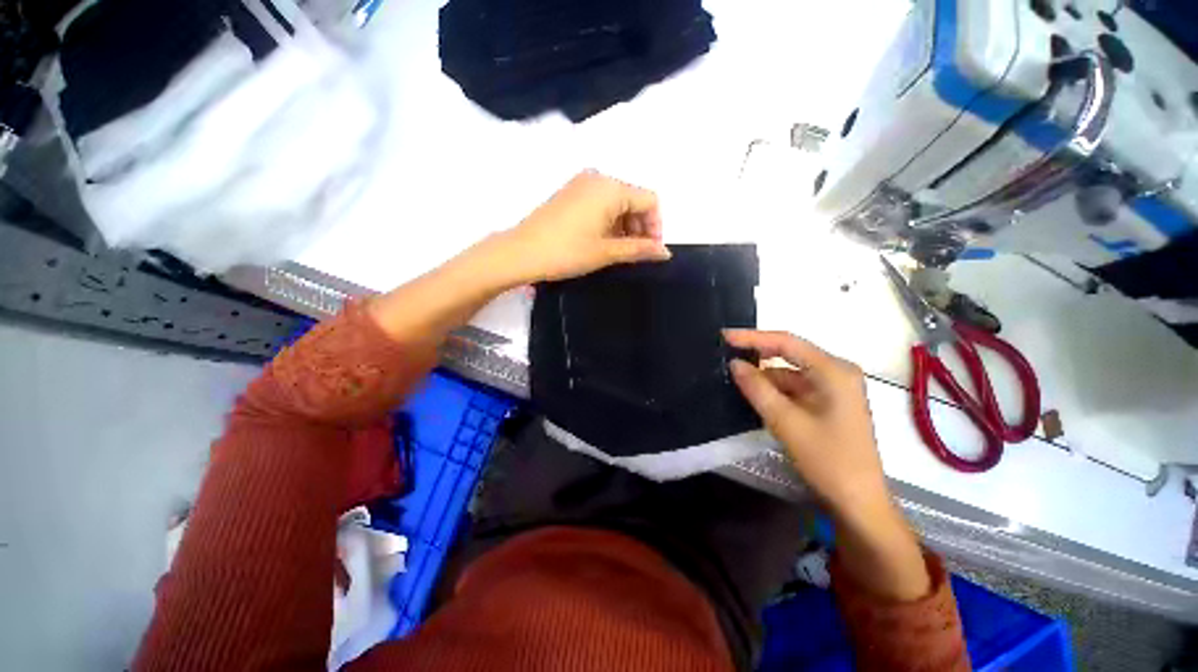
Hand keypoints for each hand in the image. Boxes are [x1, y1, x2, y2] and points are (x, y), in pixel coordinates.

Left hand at [504, 171, 671, 282]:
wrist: (521, 252)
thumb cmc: (567, 252)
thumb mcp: (606, 252)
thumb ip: (639, 249)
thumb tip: (665, 252)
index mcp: (611, 188)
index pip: (649, 200)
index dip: (656, 226)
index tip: (651, 251)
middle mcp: (598, 178)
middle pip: (634, 198)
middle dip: (641, 226)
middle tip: (636, 254)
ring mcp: (581, 184)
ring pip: (617, 201)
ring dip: (625, 225)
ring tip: (619, 251)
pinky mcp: (570, 193)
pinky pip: (600, 202)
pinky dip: (609, 221)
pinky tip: (603, 241)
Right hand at [723, 330, 885, 514]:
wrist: (858, 502)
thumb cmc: (828, 460)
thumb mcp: (786, 422)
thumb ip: (757, 388)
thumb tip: (734, 364)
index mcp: (833, 371)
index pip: (786, 343)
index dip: (752, 338)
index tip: (724, 336)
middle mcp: (836, 372)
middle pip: (788, 355)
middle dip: (756, 356)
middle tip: (724, 355)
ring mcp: (833, 388)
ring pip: (789, 373)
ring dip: (763, 377)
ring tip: (733, 378)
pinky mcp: (827, 402)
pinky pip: (794, 388)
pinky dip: (774, 391)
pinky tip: (753, 395)